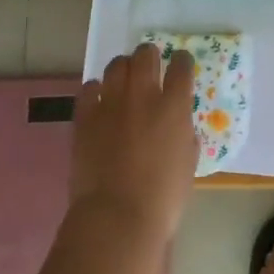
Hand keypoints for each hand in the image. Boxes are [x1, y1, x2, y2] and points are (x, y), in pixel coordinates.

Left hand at [69, 44, 198, 243]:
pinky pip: (89, 88)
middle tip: (150, 65)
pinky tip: (99, 99)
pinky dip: (96, 89)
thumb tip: (178, 124)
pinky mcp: (85, 116)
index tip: (181, 64)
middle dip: (149, 55)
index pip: (181, 66)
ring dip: (124, 68)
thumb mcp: (188, 163)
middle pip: (146, 55)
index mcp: (174, 107)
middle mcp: (143, 95)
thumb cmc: (162, 198)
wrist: (117, 218)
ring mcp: (111, 103)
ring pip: (117, 65)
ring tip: (124, 79)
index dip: (182, 61)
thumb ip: (185, 135)